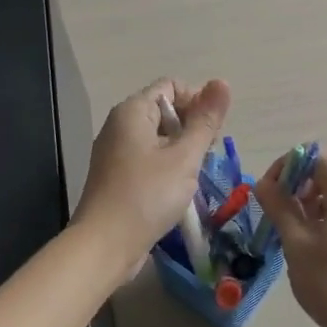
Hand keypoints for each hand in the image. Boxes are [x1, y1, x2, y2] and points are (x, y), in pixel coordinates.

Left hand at [74, 78, 230, 264]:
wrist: (105, 245)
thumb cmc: (148, 195)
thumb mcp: (184, 157)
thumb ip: (205, 120)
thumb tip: (222, 82)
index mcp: (132, 111)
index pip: (171, 86)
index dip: (197, 101)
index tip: (212, 131)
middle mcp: (119, 125)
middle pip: (164, 110)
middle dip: (191, 127)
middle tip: (207, 155)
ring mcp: (115, 152)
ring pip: (157, 137)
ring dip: (181, 150)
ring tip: (195, 174)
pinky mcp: (116, 176)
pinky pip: (147, 159)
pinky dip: (166, 166)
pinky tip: (177, 189)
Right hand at [254, 154, 326, 326]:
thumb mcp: (296, 241)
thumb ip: (278, 205)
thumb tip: (262, 183)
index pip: (314, 158)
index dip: (286, 169)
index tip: (268, 193)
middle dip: (304, 184)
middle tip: (285, 209)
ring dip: (321, 200)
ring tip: (301, 229)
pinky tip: (324, 243)